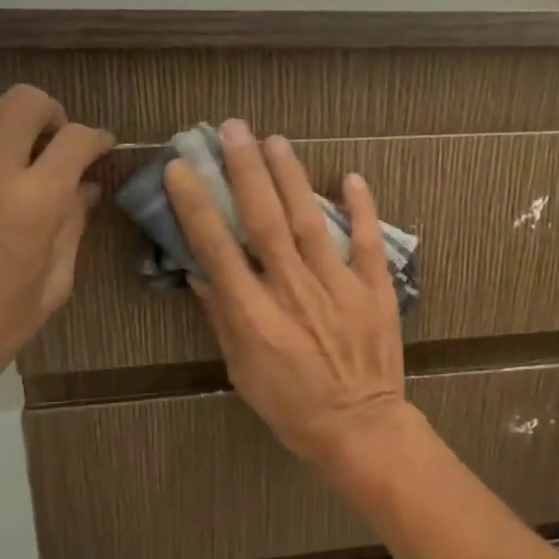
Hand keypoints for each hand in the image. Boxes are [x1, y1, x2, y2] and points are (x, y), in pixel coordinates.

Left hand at [0, 87, 112, 428]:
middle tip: (52, 141)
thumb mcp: (53, 286)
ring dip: (2, 121)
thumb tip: (84, 190)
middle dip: (51, 114)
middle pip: (25, 101)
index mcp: (34, 202)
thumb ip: (72, 228)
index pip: (77, 140)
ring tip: (7, 149)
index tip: (100, 149)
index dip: (97, 139)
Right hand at [165, 119, 407, 473]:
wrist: (360, 428)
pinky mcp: (375, 290)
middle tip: (233, 130)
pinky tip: (351, 176)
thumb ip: (222, 319)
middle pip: (264, 222)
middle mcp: (294, 292)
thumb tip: (201, 272)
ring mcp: (338, 288)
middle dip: (245, 172)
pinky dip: (362, 208)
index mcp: (255, 316)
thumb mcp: (242, 371)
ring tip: (275, 140)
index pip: (218, 250)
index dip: (198, 206)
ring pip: (310, 222)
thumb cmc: (292, 407)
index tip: (183, 168)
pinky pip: (368, 242)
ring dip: (292, 178)